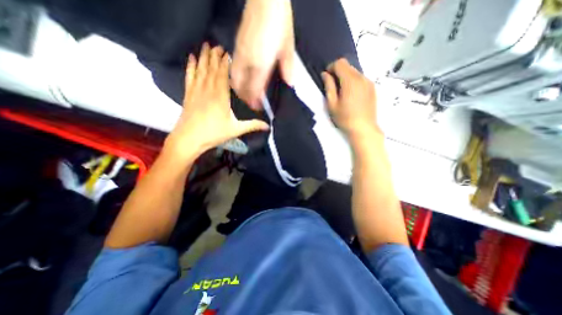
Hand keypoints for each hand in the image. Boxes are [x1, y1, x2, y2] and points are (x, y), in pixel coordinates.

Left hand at [166, 43, 269, 162]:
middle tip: (218, 45)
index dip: (225, 62)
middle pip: (212, 68)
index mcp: (221, 96)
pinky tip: (191, 58)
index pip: (223, 74)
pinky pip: (189, 76)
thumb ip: (252, 125)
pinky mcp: (188, 94)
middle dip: (215, 56)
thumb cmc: (214, 133)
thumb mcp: (236, 130)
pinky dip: (190, 66)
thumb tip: (268, 126)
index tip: (228, 52)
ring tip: (206, 45)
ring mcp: (197, 90)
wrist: (189, 138)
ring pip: (201, 69)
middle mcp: (208, 89)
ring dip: (204, 57)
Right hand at [232, 0, 295, 108]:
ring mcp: (239, 55)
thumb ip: (287, 68)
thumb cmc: (279, 21)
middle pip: (239, 87)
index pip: (254, 89)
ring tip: (248, 95)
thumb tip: (289, 84)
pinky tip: (245, 80)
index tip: (259, 107)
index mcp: (260, 63)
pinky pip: (234, 70)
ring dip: (240, 90)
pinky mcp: (237, 48)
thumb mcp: (288, 47)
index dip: (255, 101)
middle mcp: (247, 62)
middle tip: (253, 103)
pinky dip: (238, 80)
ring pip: (234, 79)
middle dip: (245, 98)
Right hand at [320, 58, 381, 141]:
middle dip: (338, 73)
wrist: (363, 128)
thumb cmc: (345, 118)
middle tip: (333, 87)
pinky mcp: (372, 88)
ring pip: (354, 72)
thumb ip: (328, 87)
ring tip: (342, 93)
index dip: (331, 68)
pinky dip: (353, 82)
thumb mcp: (332, 104)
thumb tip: (325, 74)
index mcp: (350, 81)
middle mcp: (361, 78)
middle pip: (348, 66)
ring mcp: (368, 82)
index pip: (340, 63)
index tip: (327, 78)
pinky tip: (351, 96)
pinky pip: (360, 79)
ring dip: (346, 78)